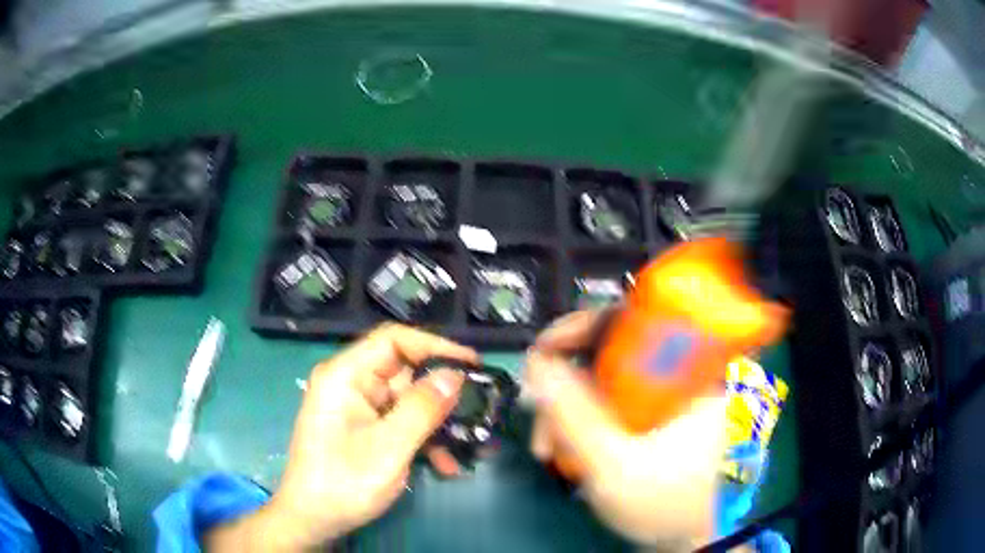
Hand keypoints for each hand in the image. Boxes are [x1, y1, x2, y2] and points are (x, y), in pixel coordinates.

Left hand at [206, 324, 477, 550]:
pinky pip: (400, 423)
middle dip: (442, 395)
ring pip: (408, 402)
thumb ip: (422, 409)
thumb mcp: (389, 448)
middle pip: (405, 373)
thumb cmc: (343, 482)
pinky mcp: (365, 429)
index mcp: (345, 376)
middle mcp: (350, 384)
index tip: (472, 364)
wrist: (313, 520)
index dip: (435, 346)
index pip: (393, 341)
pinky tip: (444, 465)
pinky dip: (423, 439)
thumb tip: (454, 375)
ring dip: (437, 425)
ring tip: (469, 448)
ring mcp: (358, 408)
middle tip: (479, 411)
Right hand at [526, 310, 727, 549]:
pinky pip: (607, 402)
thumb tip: (537, 364)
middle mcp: (678, 371)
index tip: (540, 354)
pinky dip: (582, 420)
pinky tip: (565, 450)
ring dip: (567, 409)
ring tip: (547, 450)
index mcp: (689, 369)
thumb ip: (574, 415)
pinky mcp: (653, 414)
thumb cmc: (665, 501)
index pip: (632, 317)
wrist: (689, 534)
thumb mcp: (616, 464)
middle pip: (607, 351)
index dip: (579, 327)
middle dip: (563, 385)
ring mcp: (664, 395)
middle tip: (538, 420)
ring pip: (601, 380)